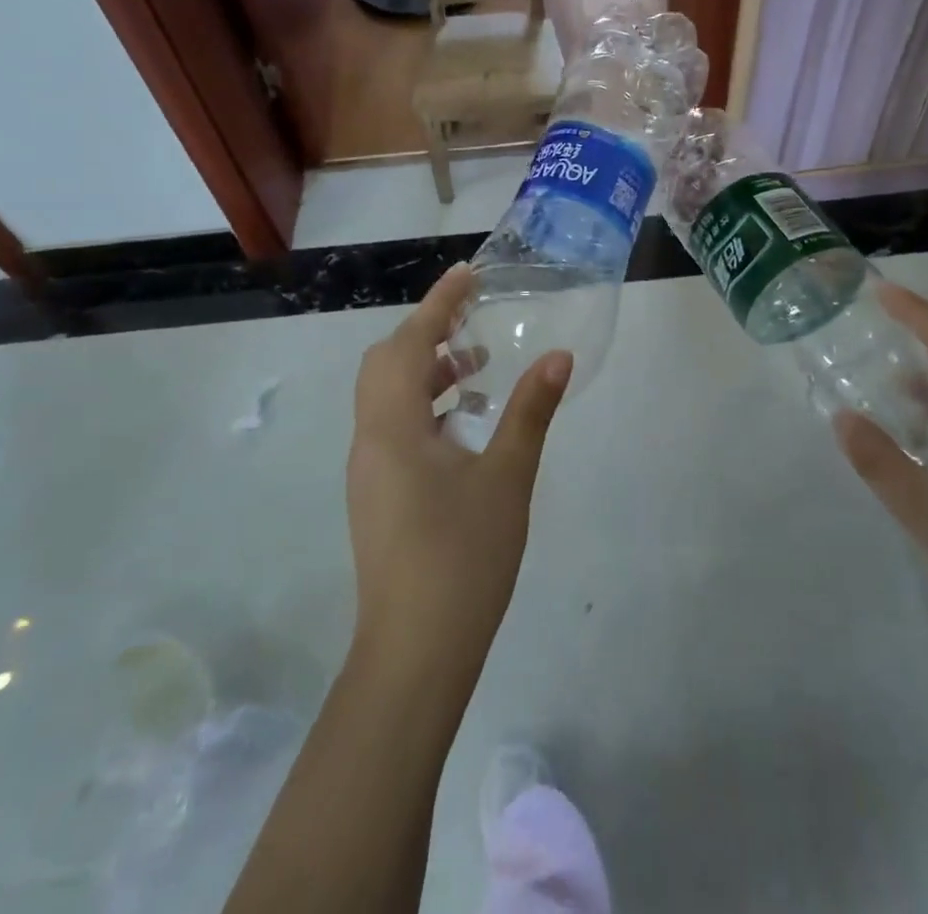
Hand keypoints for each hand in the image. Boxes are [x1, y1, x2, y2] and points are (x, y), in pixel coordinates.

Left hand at [347, 263, 570, 690]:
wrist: (415, 652)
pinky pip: (394, 426)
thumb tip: (558, 357)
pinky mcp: (378, 494)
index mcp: (393, 426)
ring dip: (427, 371)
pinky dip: (425, 405)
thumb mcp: (508, 477)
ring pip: (388, 396)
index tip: (468, 274)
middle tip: (473, 321)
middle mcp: (370, 439)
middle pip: (387, 363)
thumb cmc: (463, 557)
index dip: (439, 303)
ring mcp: (369, 470)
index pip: (412, 343)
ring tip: (479, 367)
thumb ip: (530, 410)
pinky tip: (466, 424)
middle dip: (428, 333)